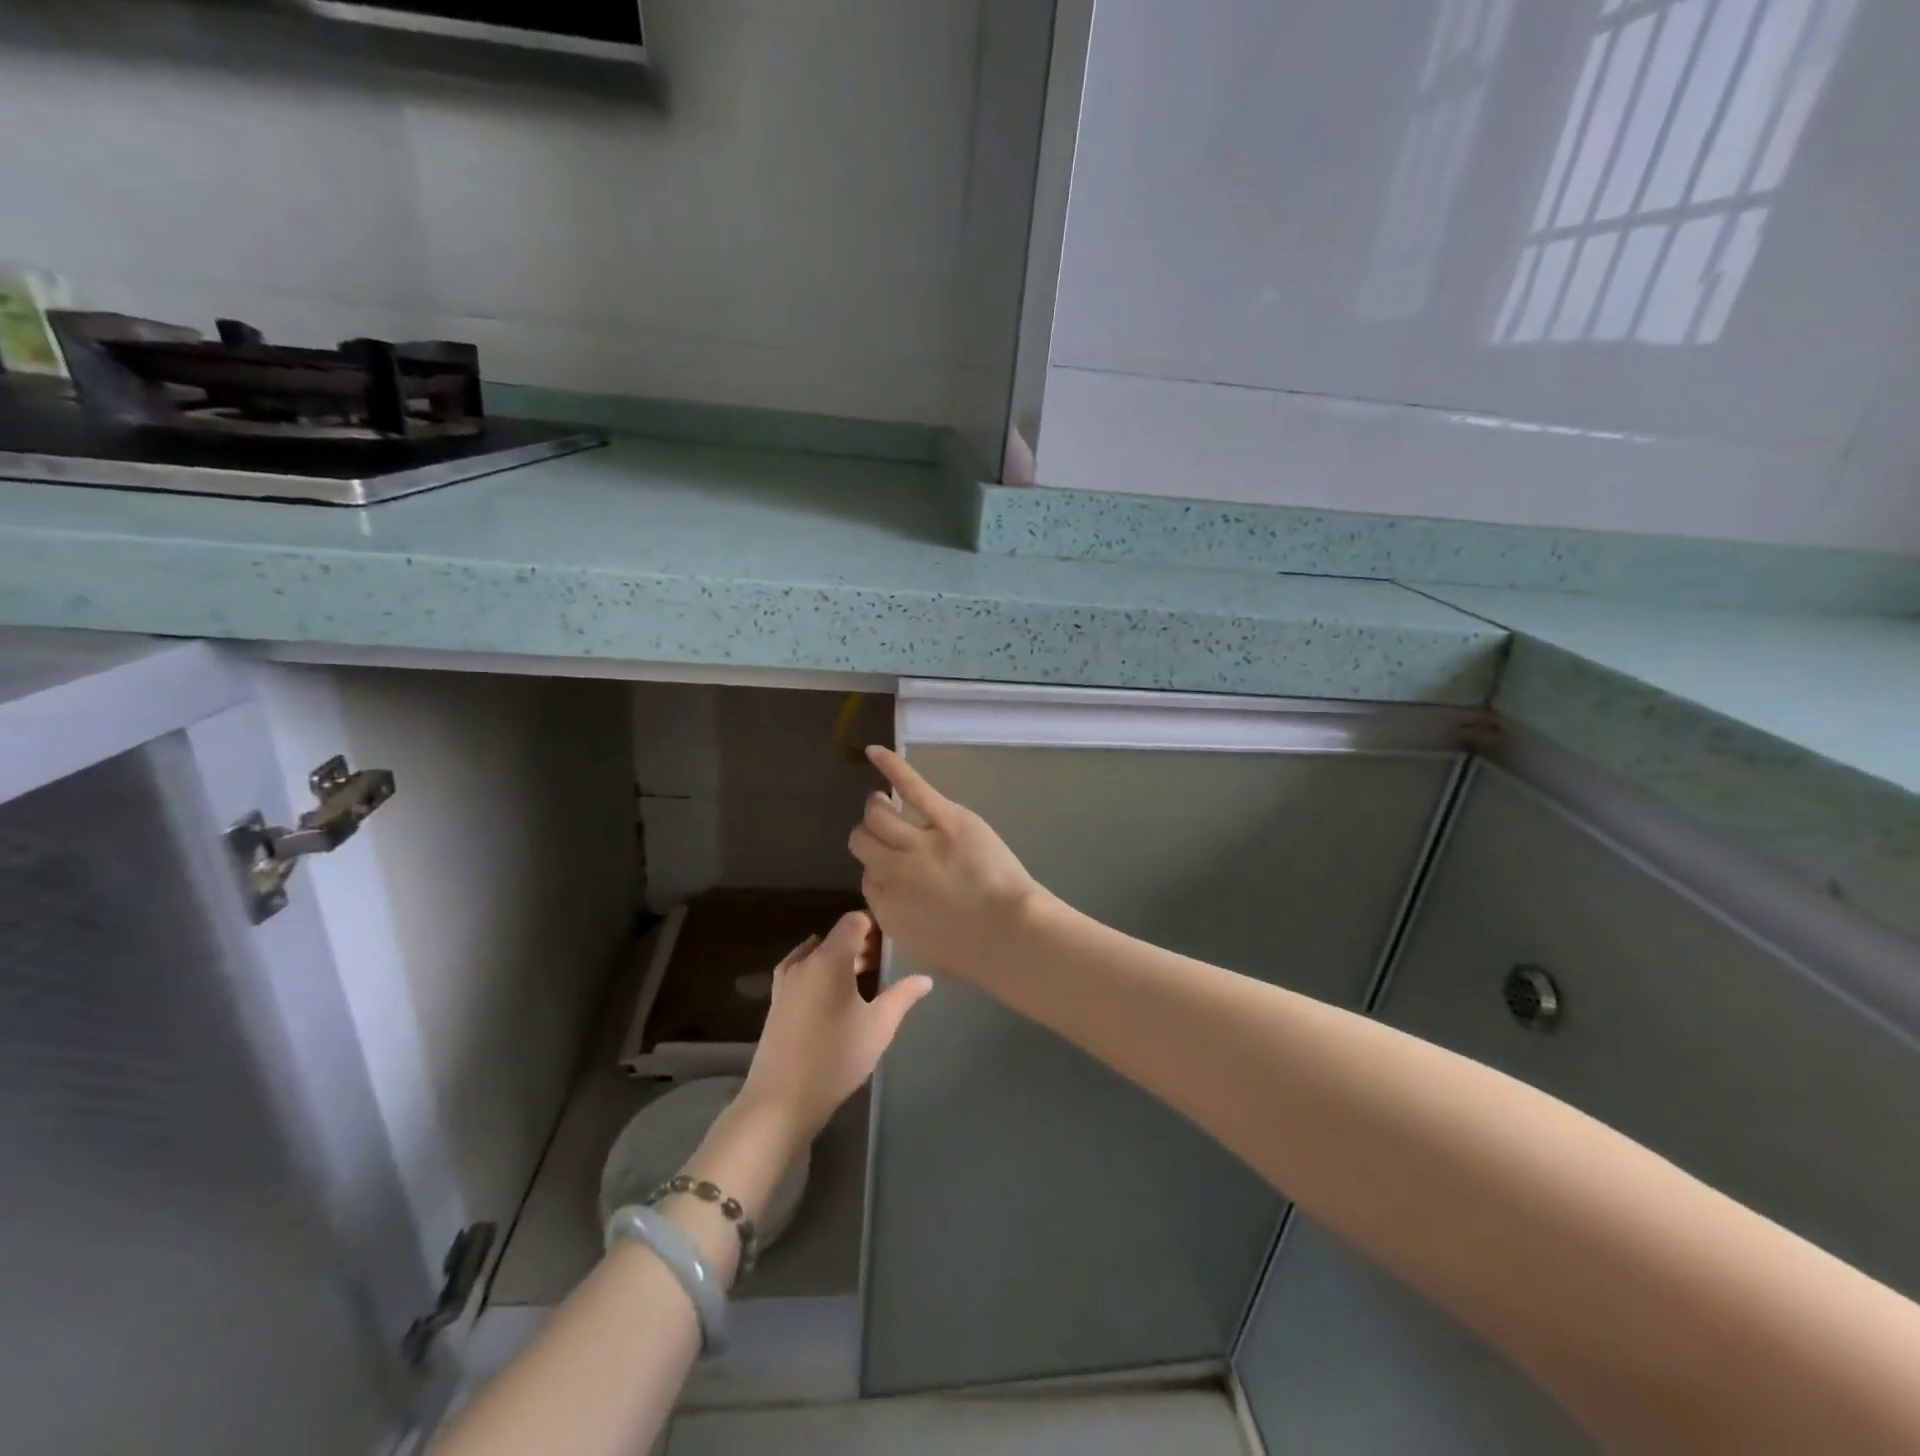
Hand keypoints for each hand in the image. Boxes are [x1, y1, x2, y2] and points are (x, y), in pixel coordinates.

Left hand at [736, 910, 930, 1146]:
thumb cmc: (837, 1057)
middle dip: (861, 944)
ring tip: (864, 977)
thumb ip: (903, 996)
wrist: (781, 1100)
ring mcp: (786, 982)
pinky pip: (802, 972)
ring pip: (817, 954)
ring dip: (840, 959)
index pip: (853, 922)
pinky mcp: (776, 1003)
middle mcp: (805, 962)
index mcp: (829, 959)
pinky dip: (819, 972)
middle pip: (836, 937)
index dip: (875, 925)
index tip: (894, 941)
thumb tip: (925, 979)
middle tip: (886, 962)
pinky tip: (831, 992)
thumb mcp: (879, 1026)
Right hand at [849, 745, 1045, 981]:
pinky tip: (874, 751)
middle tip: (884, 831)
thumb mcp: (924, 948)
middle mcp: (892, 872)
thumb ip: (902, 920)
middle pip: (863, 842)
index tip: (892, 870)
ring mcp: (917, 842)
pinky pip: (910, 786)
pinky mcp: (945, 818)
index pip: (866, 880)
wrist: (1012, 936)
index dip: (879, 871)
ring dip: (877, 808)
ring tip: (883, 801)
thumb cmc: (978, 953)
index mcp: (886, 909)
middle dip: (870, 836)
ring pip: (877, 814)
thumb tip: (897, 898)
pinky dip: (890, 766)